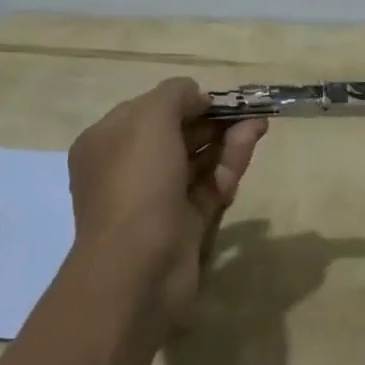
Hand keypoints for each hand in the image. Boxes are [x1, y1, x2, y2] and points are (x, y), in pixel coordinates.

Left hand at [67, 78, 266, 326]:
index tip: (212, 96)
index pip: (146, 111)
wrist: (138, 269)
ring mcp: (155, 200)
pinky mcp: (183, 225)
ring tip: (258, 122)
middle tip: (245, 108)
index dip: (180, 100)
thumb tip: (196, 95)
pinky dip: (229, 165)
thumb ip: (175, 95)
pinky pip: (208, 186)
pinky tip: (250, 144)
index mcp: (106, 142)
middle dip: (210, 119)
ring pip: (196, 160)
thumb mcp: (151, 119)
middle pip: (174, 134)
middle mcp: (127, 169)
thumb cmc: (136, 182)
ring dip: (226, 139)